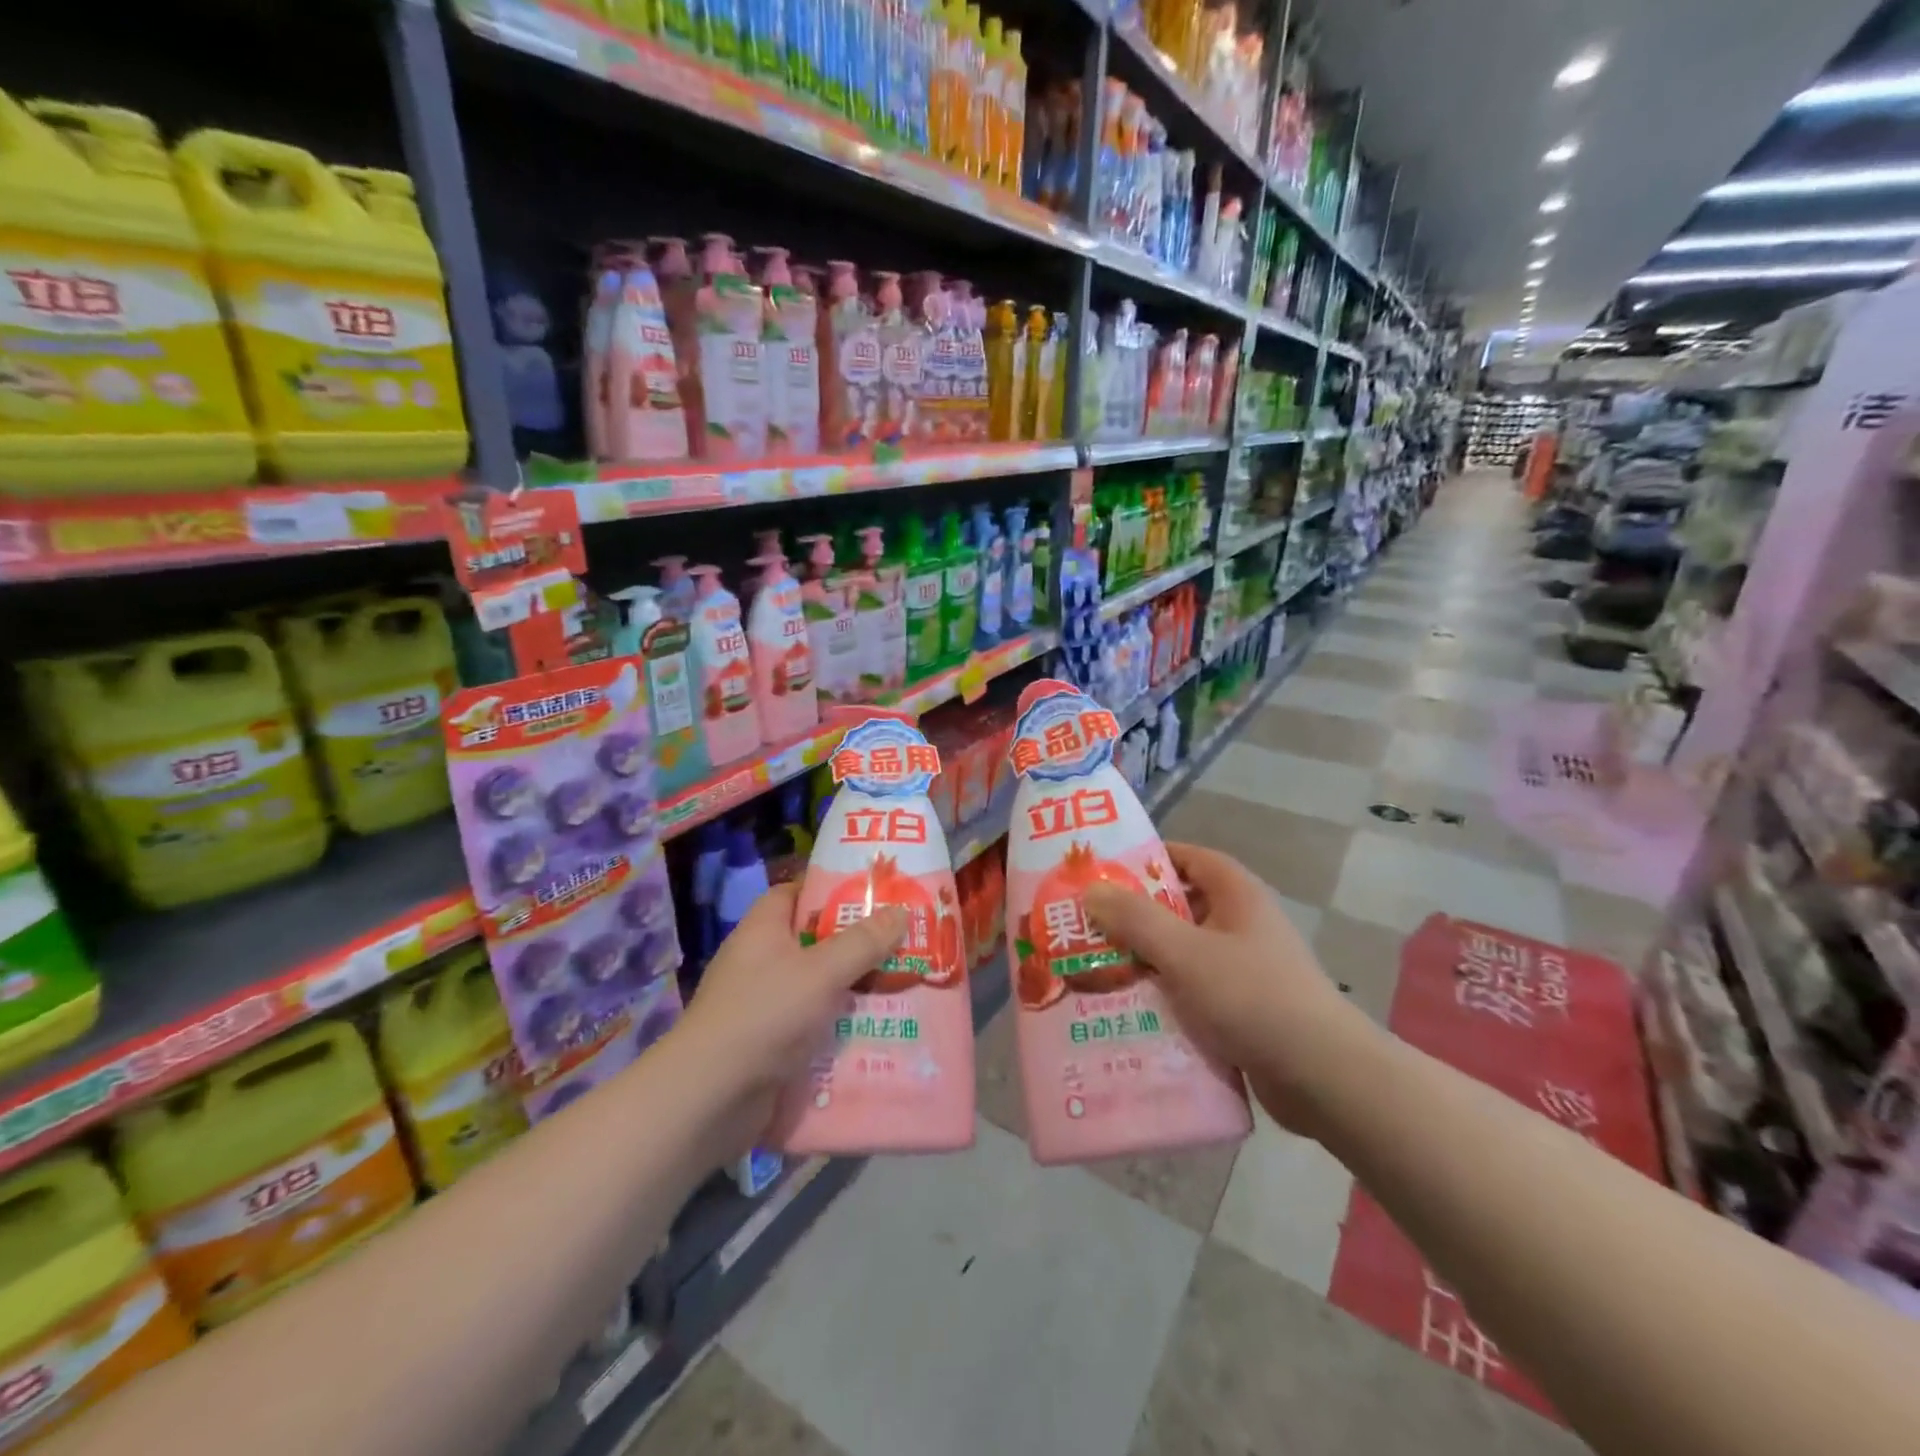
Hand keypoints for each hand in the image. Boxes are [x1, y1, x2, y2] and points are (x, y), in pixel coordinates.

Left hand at [675, 885, 904, 1149]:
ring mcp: (763, 1005)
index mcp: (763, 930)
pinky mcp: (769, 1044)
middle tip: (902, 942)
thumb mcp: (822, 972)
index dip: (829, 890)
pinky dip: (839, 1026)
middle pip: (813, 941)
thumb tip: (900, 911)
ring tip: (903, 985)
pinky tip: (877, 1030)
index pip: (794, 893)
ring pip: (817, 986)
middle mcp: (760, 962)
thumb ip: (863, 942)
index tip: (871, 896)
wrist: (710, 1099)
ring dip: (853, 989)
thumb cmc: (765, 1015)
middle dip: (855, 944)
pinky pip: (812, 1024)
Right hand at [1084, 843, 1375, 1134]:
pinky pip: (1193, 990)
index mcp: (1237, 895)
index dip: (1147, 859)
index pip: (1188, 857)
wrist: (1323, 1077)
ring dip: (1144, 960)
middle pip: (1180, 906)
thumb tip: (1091, 889)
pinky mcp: (1243, 1008)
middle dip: (1134, 916)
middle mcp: (1242, 924)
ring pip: (1182, 952)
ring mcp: (1244, 967)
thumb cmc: (1252, 997)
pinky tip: (1128, 1011)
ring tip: (1094, 970)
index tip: (1103, 873)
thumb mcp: (1185, 952)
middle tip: (1086, 926)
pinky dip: (1164, 996)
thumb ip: (1136, 919)